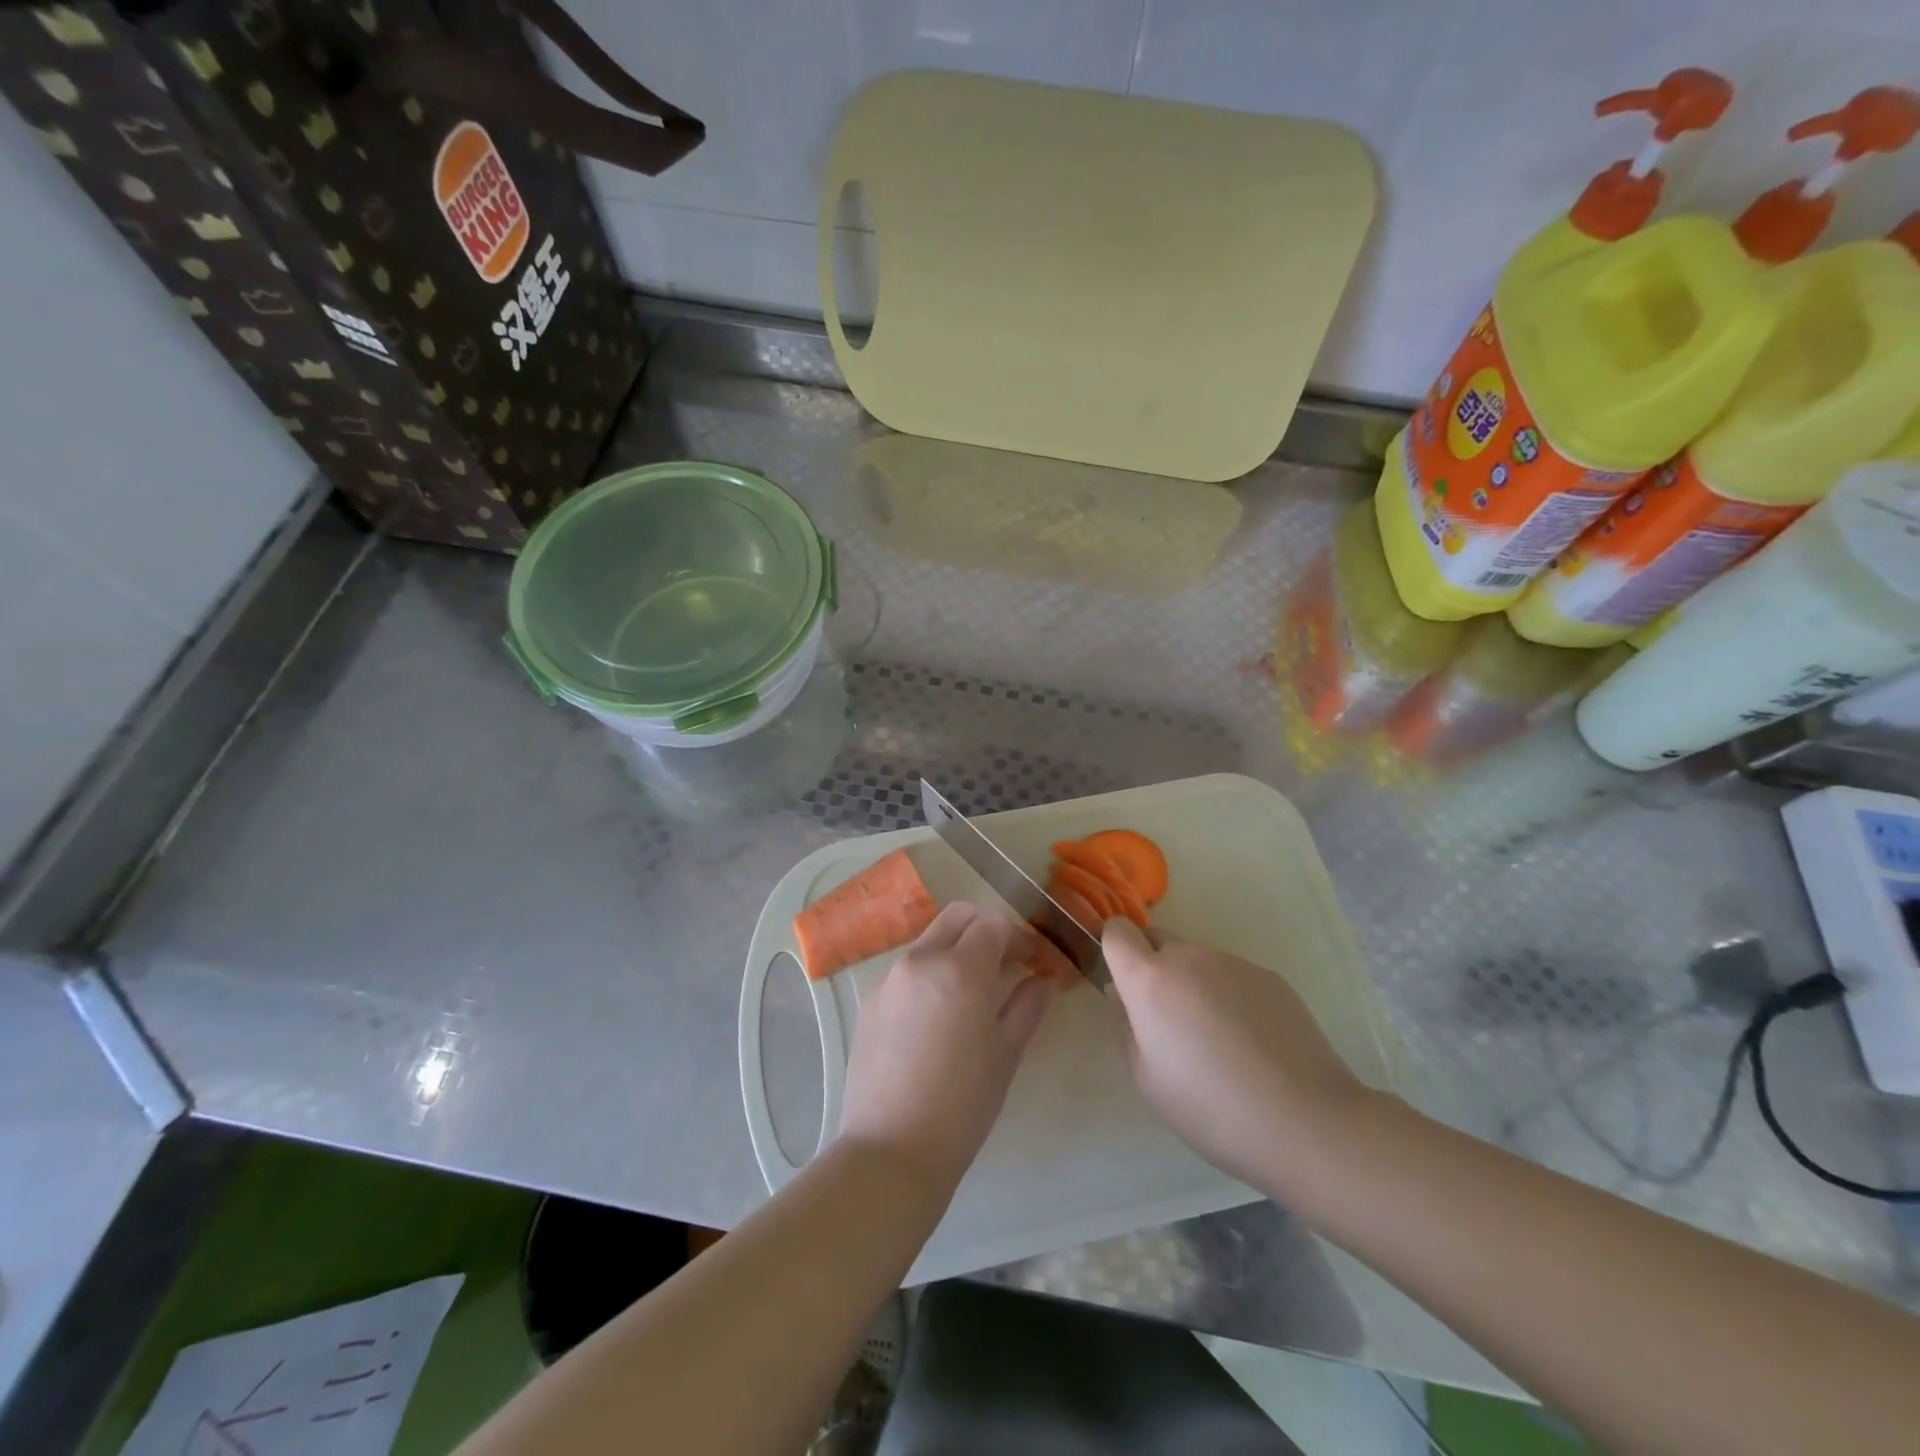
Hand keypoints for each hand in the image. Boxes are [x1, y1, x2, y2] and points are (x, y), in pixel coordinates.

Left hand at [838, 901, 1054, 1191]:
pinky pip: (908, 969)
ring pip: (930, 940)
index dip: (1018, 937)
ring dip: (956, 949)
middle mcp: (921, 960)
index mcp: (959, 969)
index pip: (993, 924)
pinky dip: (930, 973)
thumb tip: (1041, 979)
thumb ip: (1027, 1005)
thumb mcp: (1006, 1054)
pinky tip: (939, 1015)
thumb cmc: (962, 1105)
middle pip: (958, 917)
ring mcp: (890, 978)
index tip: (1032, 959)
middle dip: (986, 929)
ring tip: (973, 991)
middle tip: (1005, 963)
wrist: (891, 1149)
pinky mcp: (870, 1000)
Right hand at [1103, 919, 1369, 1191]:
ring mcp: (1234, 963)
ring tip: (1217, 1040)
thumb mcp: (1146, 1079)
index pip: (1118, 931)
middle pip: (1158, 941)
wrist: (1307, 1121)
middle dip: (1153, 968)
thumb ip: (1125, 1026)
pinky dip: (1229, 996)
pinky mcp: (1270, 976)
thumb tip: (1122, 996)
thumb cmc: (1211, 1108)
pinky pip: (1232, 975)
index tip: (1124, 984)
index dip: (1115, 950)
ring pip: (1197, 960)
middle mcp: (1190, 957)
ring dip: (1193, 984)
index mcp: (1150, 979)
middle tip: (1168, 1022)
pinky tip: (1250, 1043)